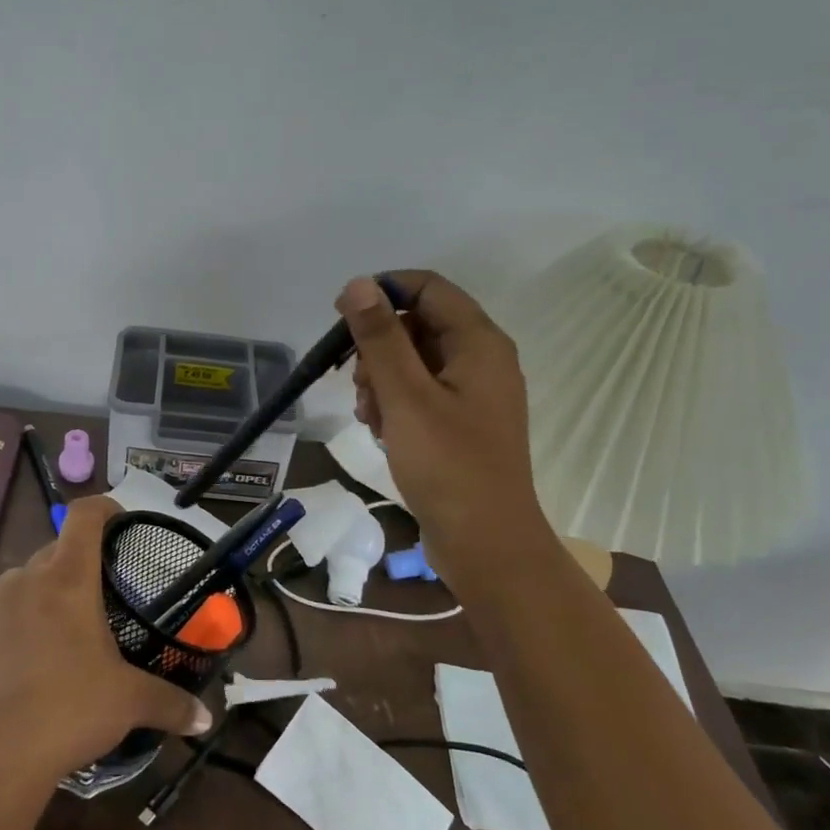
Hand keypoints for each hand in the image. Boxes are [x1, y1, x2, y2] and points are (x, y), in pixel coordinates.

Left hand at [0, 496, 212, 782]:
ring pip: (21, 587)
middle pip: (54, 551)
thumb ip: (172, 703)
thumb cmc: (69, 711)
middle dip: (77, 563)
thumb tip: (205, 719)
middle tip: (101, 595)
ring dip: (43, 598)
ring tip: (64, 635)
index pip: (84, 515)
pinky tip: (25, 675)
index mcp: (66, 579)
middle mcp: (23, 583)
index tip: (121, 522)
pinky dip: (13, 636)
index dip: (104, 508)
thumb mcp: (130, 703)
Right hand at [339, 271, 557, 570]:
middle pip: (417, 324)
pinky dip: (394, 404)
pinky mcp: (460, 423)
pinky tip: (382, 432)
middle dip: (378, 348)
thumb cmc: (448, 466)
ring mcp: (472, 394)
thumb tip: (357, 284)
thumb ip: (380, 338)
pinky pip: (419, 393)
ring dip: (381, 380)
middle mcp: (481, 360)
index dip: (383, 293)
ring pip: (413, 361)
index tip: (343, 321)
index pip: (428, 287)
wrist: (486, 545)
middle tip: (359, 385)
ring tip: (371, 417)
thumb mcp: (405, 396)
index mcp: (479, 343)